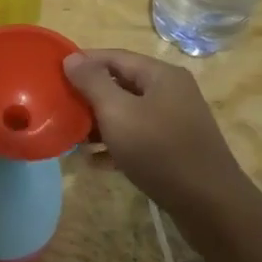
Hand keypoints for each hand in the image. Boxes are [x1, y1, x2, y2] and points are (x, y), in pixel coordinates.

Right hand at [61, 49, 250, 216]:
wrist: (209, 205)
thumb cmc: (160, 150)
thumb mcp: (118, 113)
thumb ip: (93, 83)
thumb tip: (72, 58)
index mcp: (161, 75)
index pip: (114, 56)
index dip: (83, 62)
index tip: (52, 73)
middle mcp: (170, 92)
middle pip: (121, 84)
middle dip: (88, 96)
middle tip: (58, 108)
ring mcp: (174, 121)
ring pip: (128, 113)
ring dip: (99, 123)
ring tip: (70, 137)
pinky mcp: (174, 149)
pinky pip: (138, 138)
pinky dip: (115, 145)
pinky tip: (93, 162)